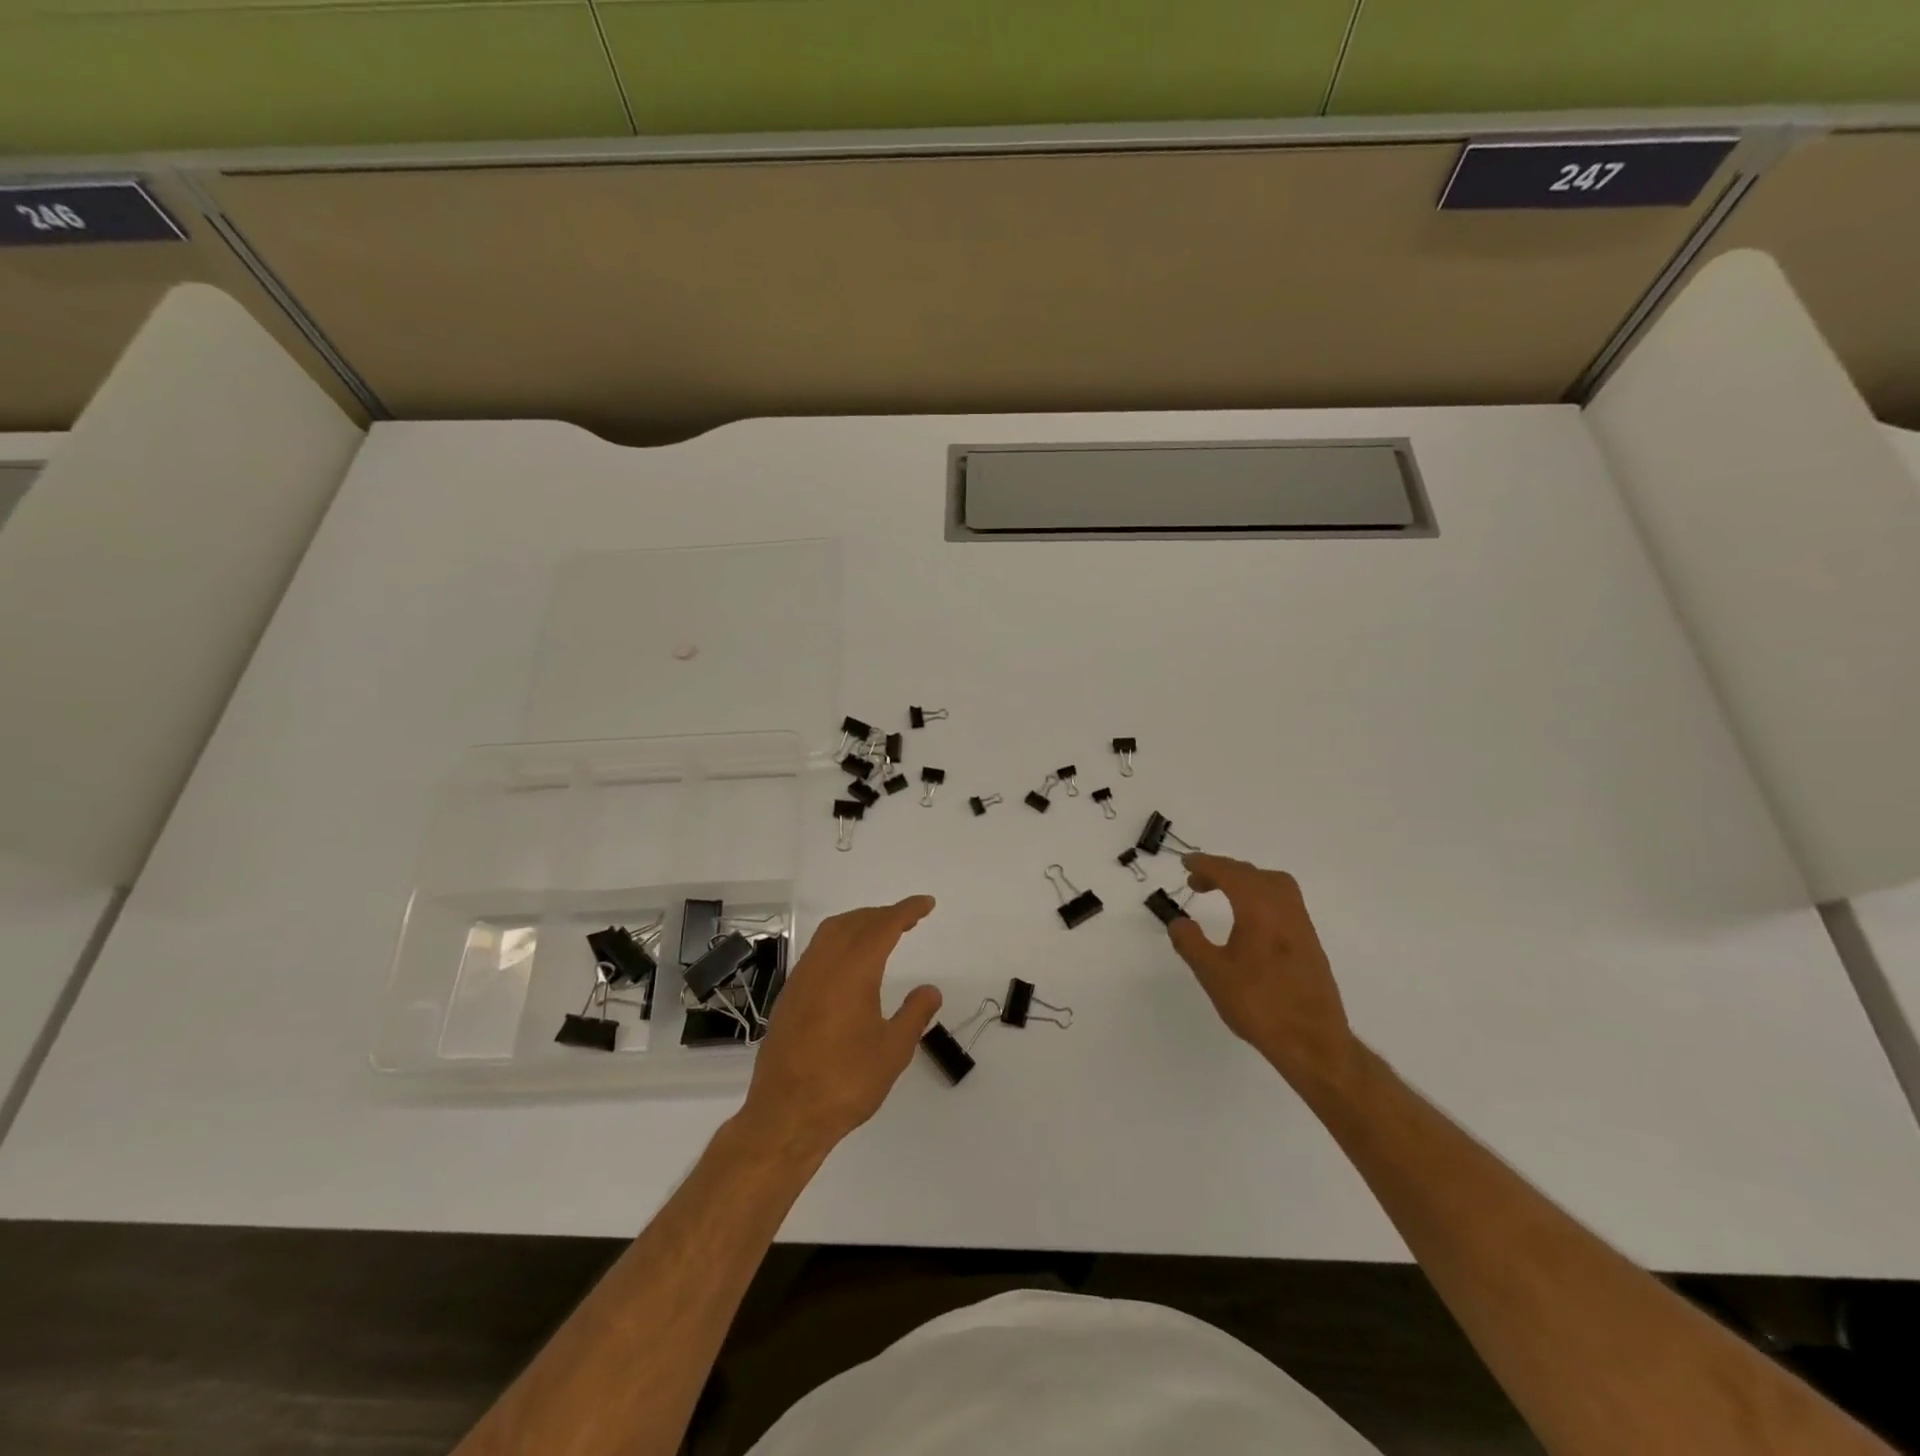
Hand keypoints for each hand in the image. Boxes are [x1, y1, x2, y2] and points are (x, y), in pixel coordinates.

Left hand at [739, 897, 941, 1157]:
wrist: (785, 1116)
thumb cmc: (845, 1082)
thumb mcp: (893, 1051)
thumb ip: (914, 1014)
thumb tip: (930, 990)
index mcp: (853, 971)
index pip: (883, 926)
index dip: (906, 911)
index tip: (926, 903)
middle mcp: (823, 966)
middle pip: (854, 922)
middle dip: (882, 914)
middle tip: (908, 919)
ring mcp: (801, 980)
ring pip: (830, 933)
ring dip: (858, 924)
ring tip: (881, 934)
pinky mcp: (789, 997)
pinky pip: (817, 952)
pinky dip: (839, 942)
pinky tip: (850, 964)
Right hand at [1167, 854, 1358, 1096]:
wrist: (1312, 1041)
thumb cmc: (1258, 1004)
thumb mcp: (1213, 974)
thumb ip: (1191, 943)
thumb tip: (1178, 922)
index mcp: (1259, 909)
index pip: (1230, 873)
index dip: (1206, 864)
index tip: (1185, 863)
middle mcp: (1284, 909)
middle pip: (1253, 874)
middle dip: (1223, 871)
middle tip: (1197, 881)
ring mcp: (1301, 925)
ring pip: (1274, 885)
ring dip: (1246, 882)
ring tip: (1223, 895)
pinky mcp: (1310, 943)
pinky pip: (1284, 902)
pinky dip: (1261, 897)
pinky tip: (1248, 921)